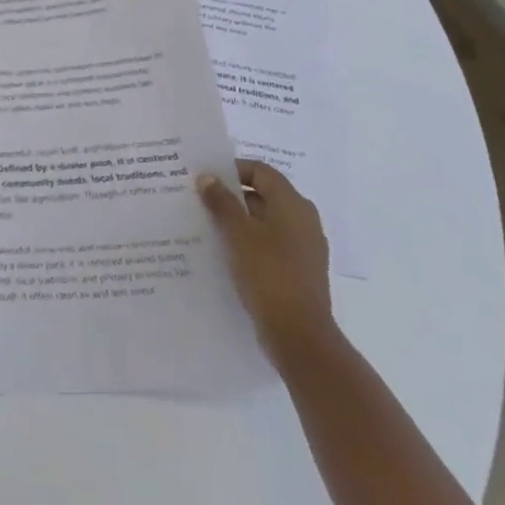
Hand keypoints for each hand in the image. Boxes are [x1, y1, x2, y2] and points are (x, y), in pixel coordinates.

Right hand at [197, 160, 334, 364]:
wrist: (299, 335)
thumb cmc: (268, 274)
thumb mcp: (238, 234)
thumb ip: (222, 202)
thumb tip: (208, 177)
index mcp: (293, 204)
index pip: (261, 171)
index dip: (233, 169)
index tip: (205, 178)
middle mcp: (303, 220)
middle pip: (264, 195)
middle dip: (232, 196)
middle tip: (201, 200)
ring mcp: (304, 247)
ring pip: (266, 221)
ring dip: (239, 220)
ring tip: (207, 226)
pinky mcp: (299, 270)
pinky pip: (270, 244)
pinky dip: (249, 242)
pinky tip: (226, 253)